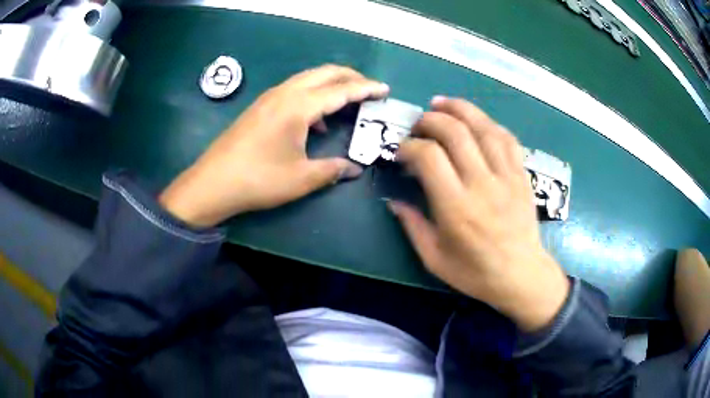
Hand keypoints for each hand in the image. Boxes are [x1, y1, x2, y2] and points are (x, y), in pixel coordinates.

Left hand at [159, 65, 388, 226]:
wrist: (213, 183)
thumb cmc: (258, 180)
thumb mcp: (301, 178)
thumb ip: (333, 170)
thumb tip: (355, 169)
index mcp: (299, 106)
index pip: (341, 90)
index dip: (366, 88)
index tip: (385, 89)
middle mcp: (285, 93)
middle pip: (324, 73)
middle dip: (351, 77)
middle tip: (370, 88)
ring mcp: (270, 98)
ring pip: (308, 78)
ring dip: (331, 83)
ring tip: (348, 98)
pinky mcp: (260, 106)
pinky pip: (294, 89)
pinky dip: (313, 94)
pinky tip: (315, 119)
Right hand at [389, 97, 569, 330]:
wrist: (522, 276)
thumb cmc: (476, 273)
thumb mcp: (434, 259)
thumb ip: (412, 226)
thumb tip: (394, 201)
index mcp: (456, 208)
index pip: (429, 157)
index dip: (410, 146)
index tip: (401, 152)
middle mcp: (482, 184)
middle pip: (455, 132)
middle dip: (431, 120)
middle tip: (419, 125)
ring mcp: (506, 177)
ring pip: (483, 128)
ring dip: (460, 109)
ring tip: (442, 104)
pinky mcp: (521, 176)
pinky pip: (507, 139)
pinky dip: (489, 123)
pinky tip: (477, 121)